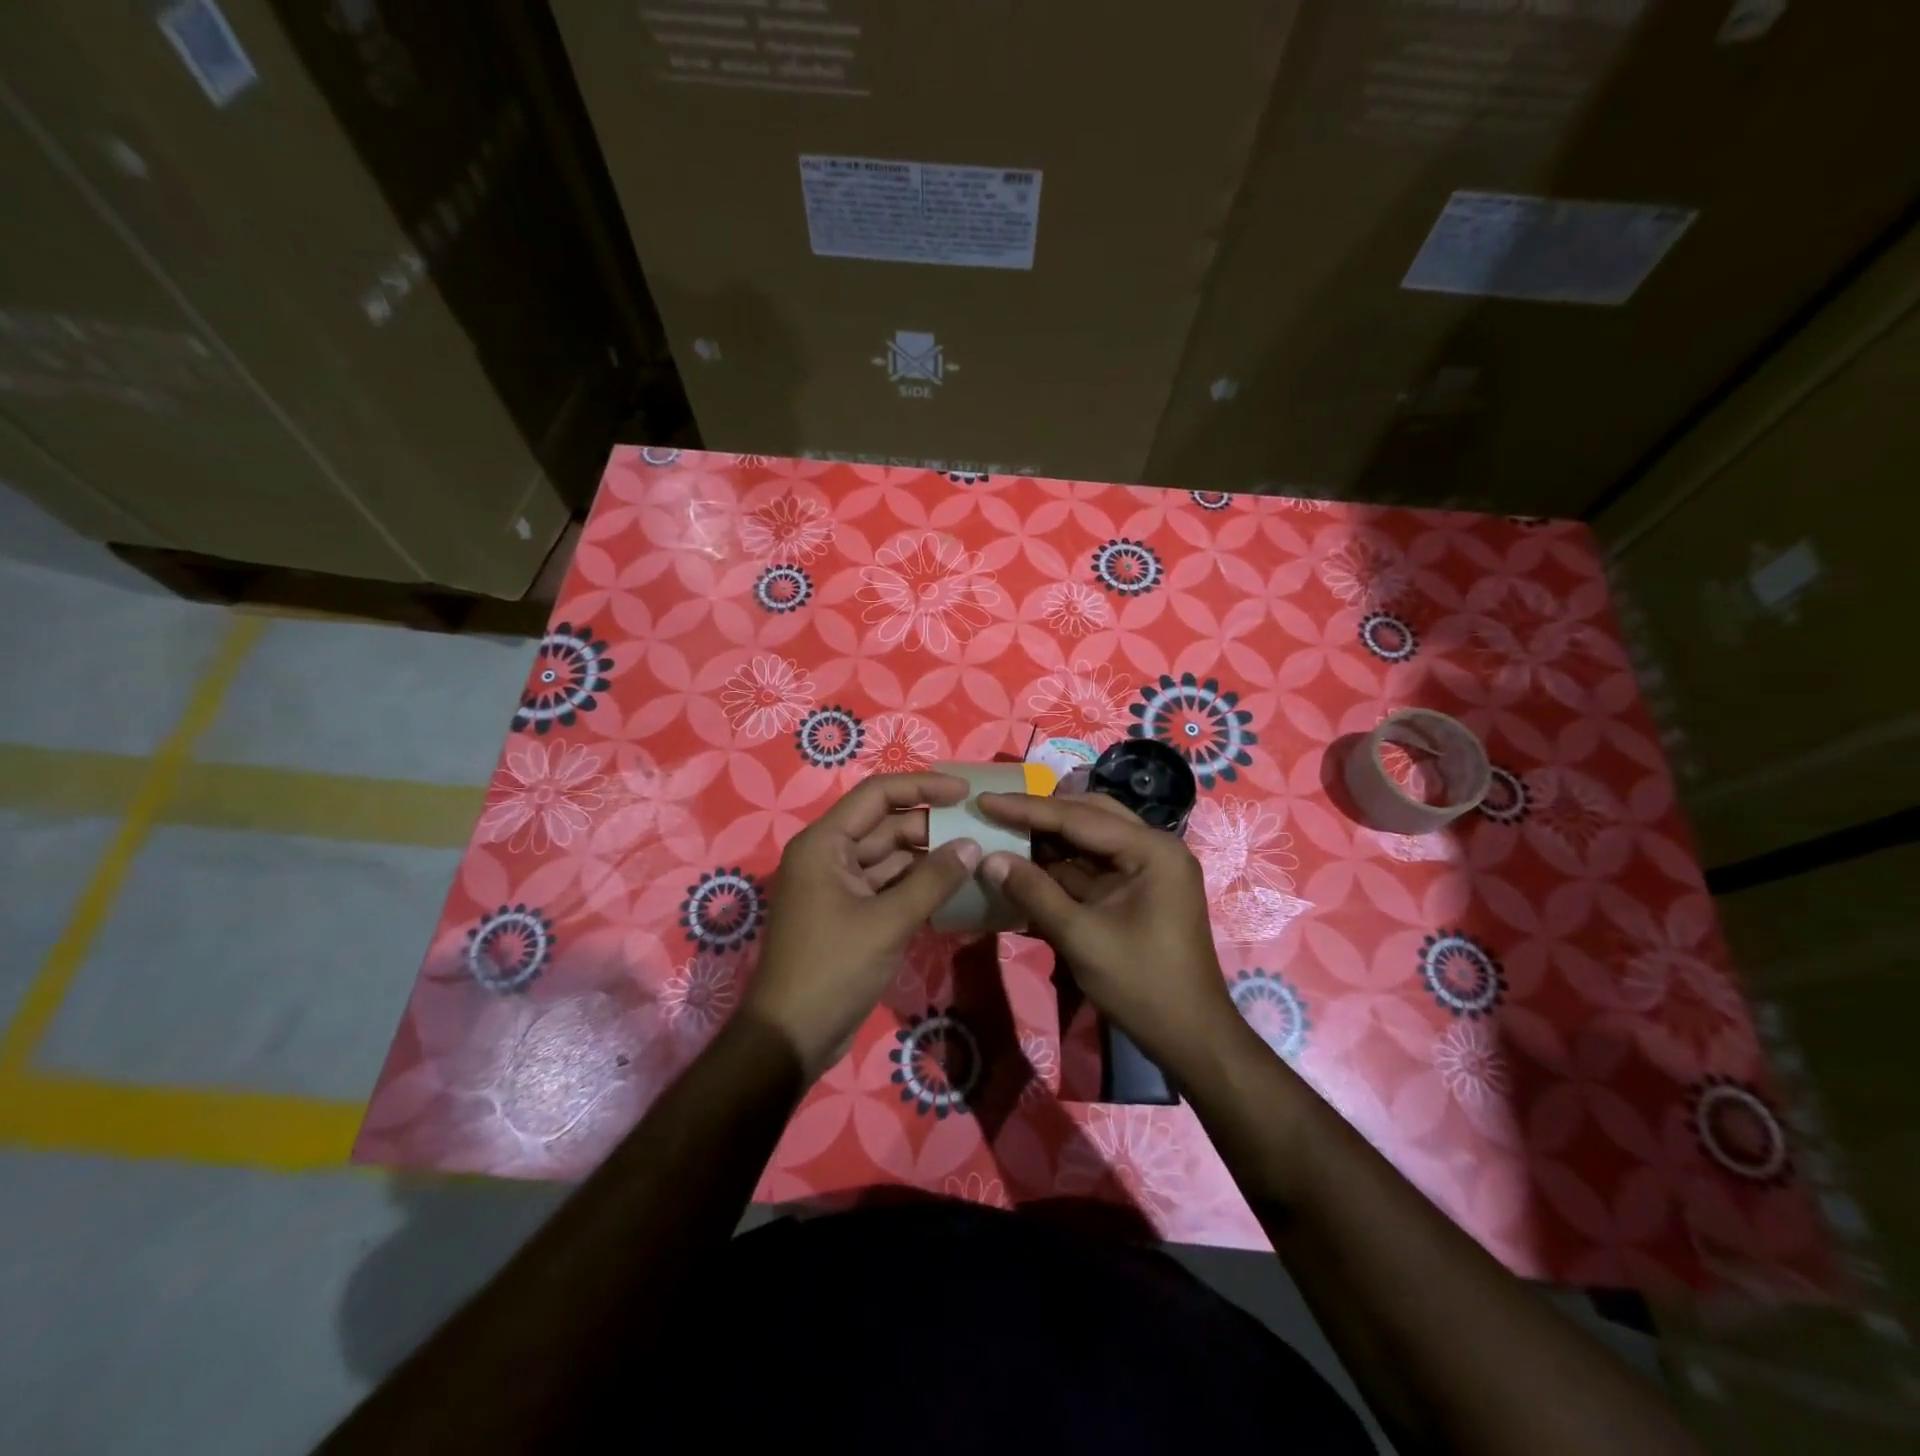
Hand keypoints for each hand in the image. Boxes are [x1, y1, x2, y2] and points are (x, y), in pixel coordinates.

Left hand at [745, 772, 980, 1077]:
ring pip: (891, 859)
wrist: (791, 1038)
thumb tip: (972, 845)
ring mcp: (839, 887)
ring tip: (977, 856)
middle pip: (886, 826)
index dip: (923, 787)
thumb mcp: (888, 922)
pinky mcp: (850, 915)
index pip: (878, 795)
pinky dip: (918, 886)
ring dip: (929, 858)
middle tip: (981, 829)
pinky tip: (955, 889)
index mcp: (825, 844)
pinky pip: (889, 887)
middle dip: (932, 826)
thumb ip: (933, 880)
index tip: (966, 793)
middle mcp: (829, 857)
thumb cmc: (833, 969)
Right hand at [974, 792, 1238, 1074]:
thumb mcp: (1081, 937)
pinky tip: (1025, 865)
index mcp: (1152, 850)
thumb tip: (988, 859)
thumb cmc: (1141, 985)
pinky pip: (1093, 866)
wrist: (1190, 1037)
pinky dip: (1060, 866)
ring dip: (1048, 840)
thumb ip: (1034, 892)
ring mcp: (1147, 869)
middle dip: (1040, 816)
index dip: (1027, 809)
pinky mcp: (1136, 890)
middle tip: (993, 812)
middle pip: (1088, 816)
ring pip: (1089, 840)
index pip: (1079, 817)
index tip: (984, 800)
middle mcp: (1154, 848)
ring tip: (1001, 832)